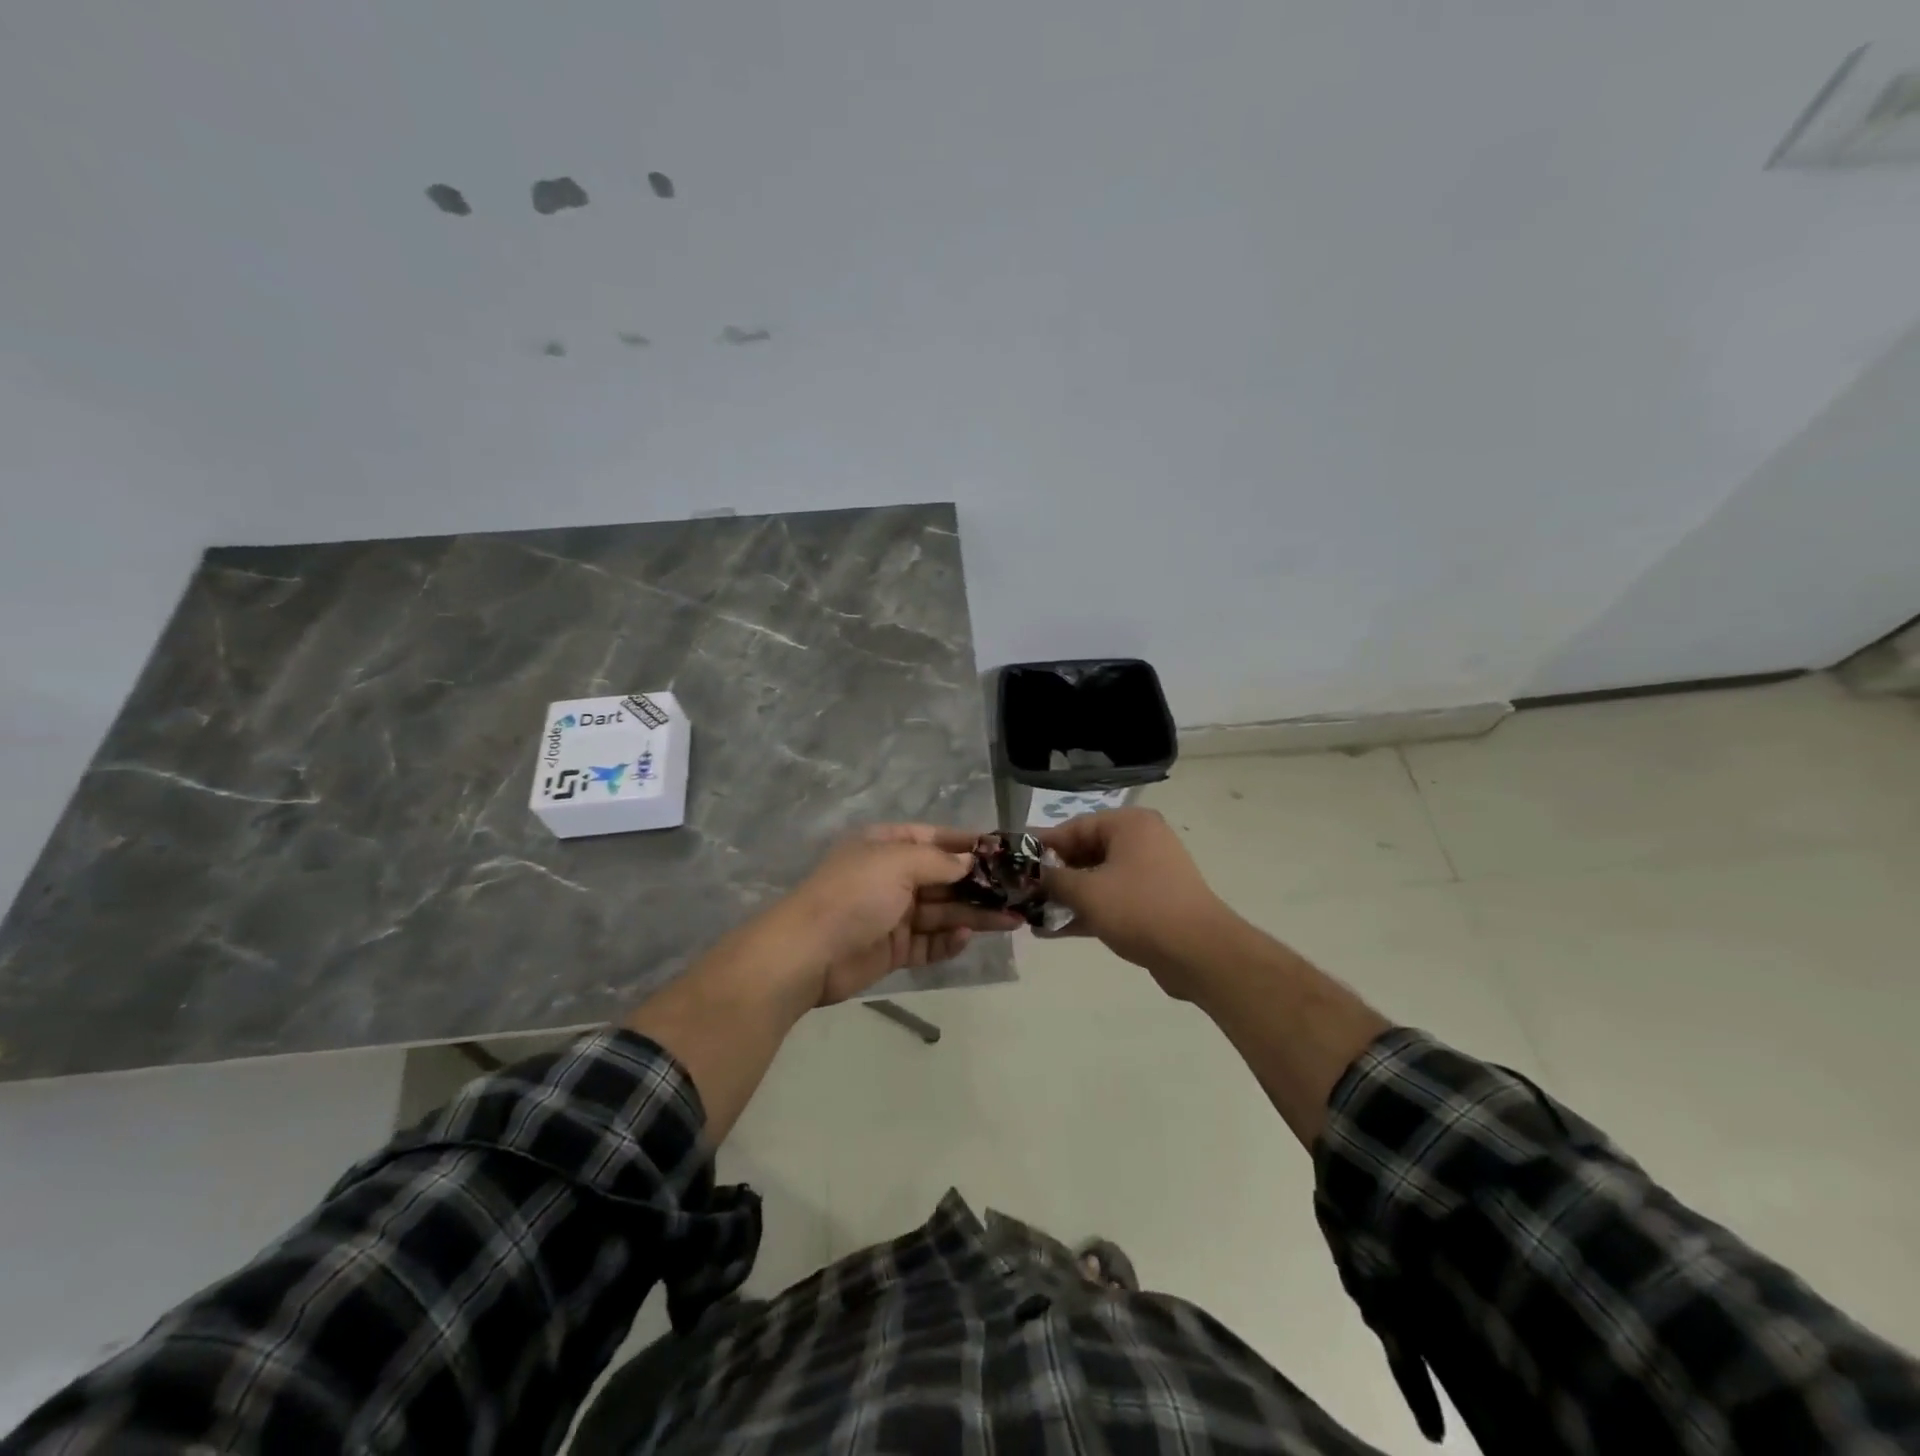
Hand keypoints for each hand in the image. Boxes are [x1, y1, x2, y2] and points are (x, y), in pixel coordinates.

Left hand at [778, 825, 1023, 1004]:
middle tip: (1019, 892)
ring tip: (1013, 919)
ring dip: (975, 914)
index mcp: (886, 845)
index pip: (934, 838)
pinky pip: (928, 942)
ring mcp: (892, 914)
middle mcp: (891, 876)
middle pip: (944, 877)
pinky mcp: (893, 949)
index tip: (1003, 851)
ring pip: (942, 911)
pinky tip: (967, 937)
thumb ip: (938, 861)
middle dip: (979, 884)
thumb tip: (969, 862)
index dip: (967, 844)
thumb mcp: (897, 863)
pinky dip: (948, 941)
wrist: (808, 953)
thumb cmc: (855, 895)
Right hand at [1036, 808, 1235, 997]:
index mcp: (1129, 825)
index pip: (1073, 827)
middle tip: (1018, 891)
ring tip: (1029, 913)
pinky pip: (1109, 901)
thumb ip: (1053, 879)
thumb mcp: (1087, 892)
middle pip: (1084, 853)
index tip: (1011, 862)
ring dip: (1064, 897)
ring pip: (1095, 879)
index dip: (1040, 846)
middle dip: (1052, 875)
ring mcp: (1148, 874)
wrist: (1200, 954)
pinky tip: (1051, 930)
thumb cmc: (1140, 909)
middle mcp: (1140, 842)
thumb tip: (1028, 874)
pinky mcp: (1151, 904)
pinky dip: (1084, 912)